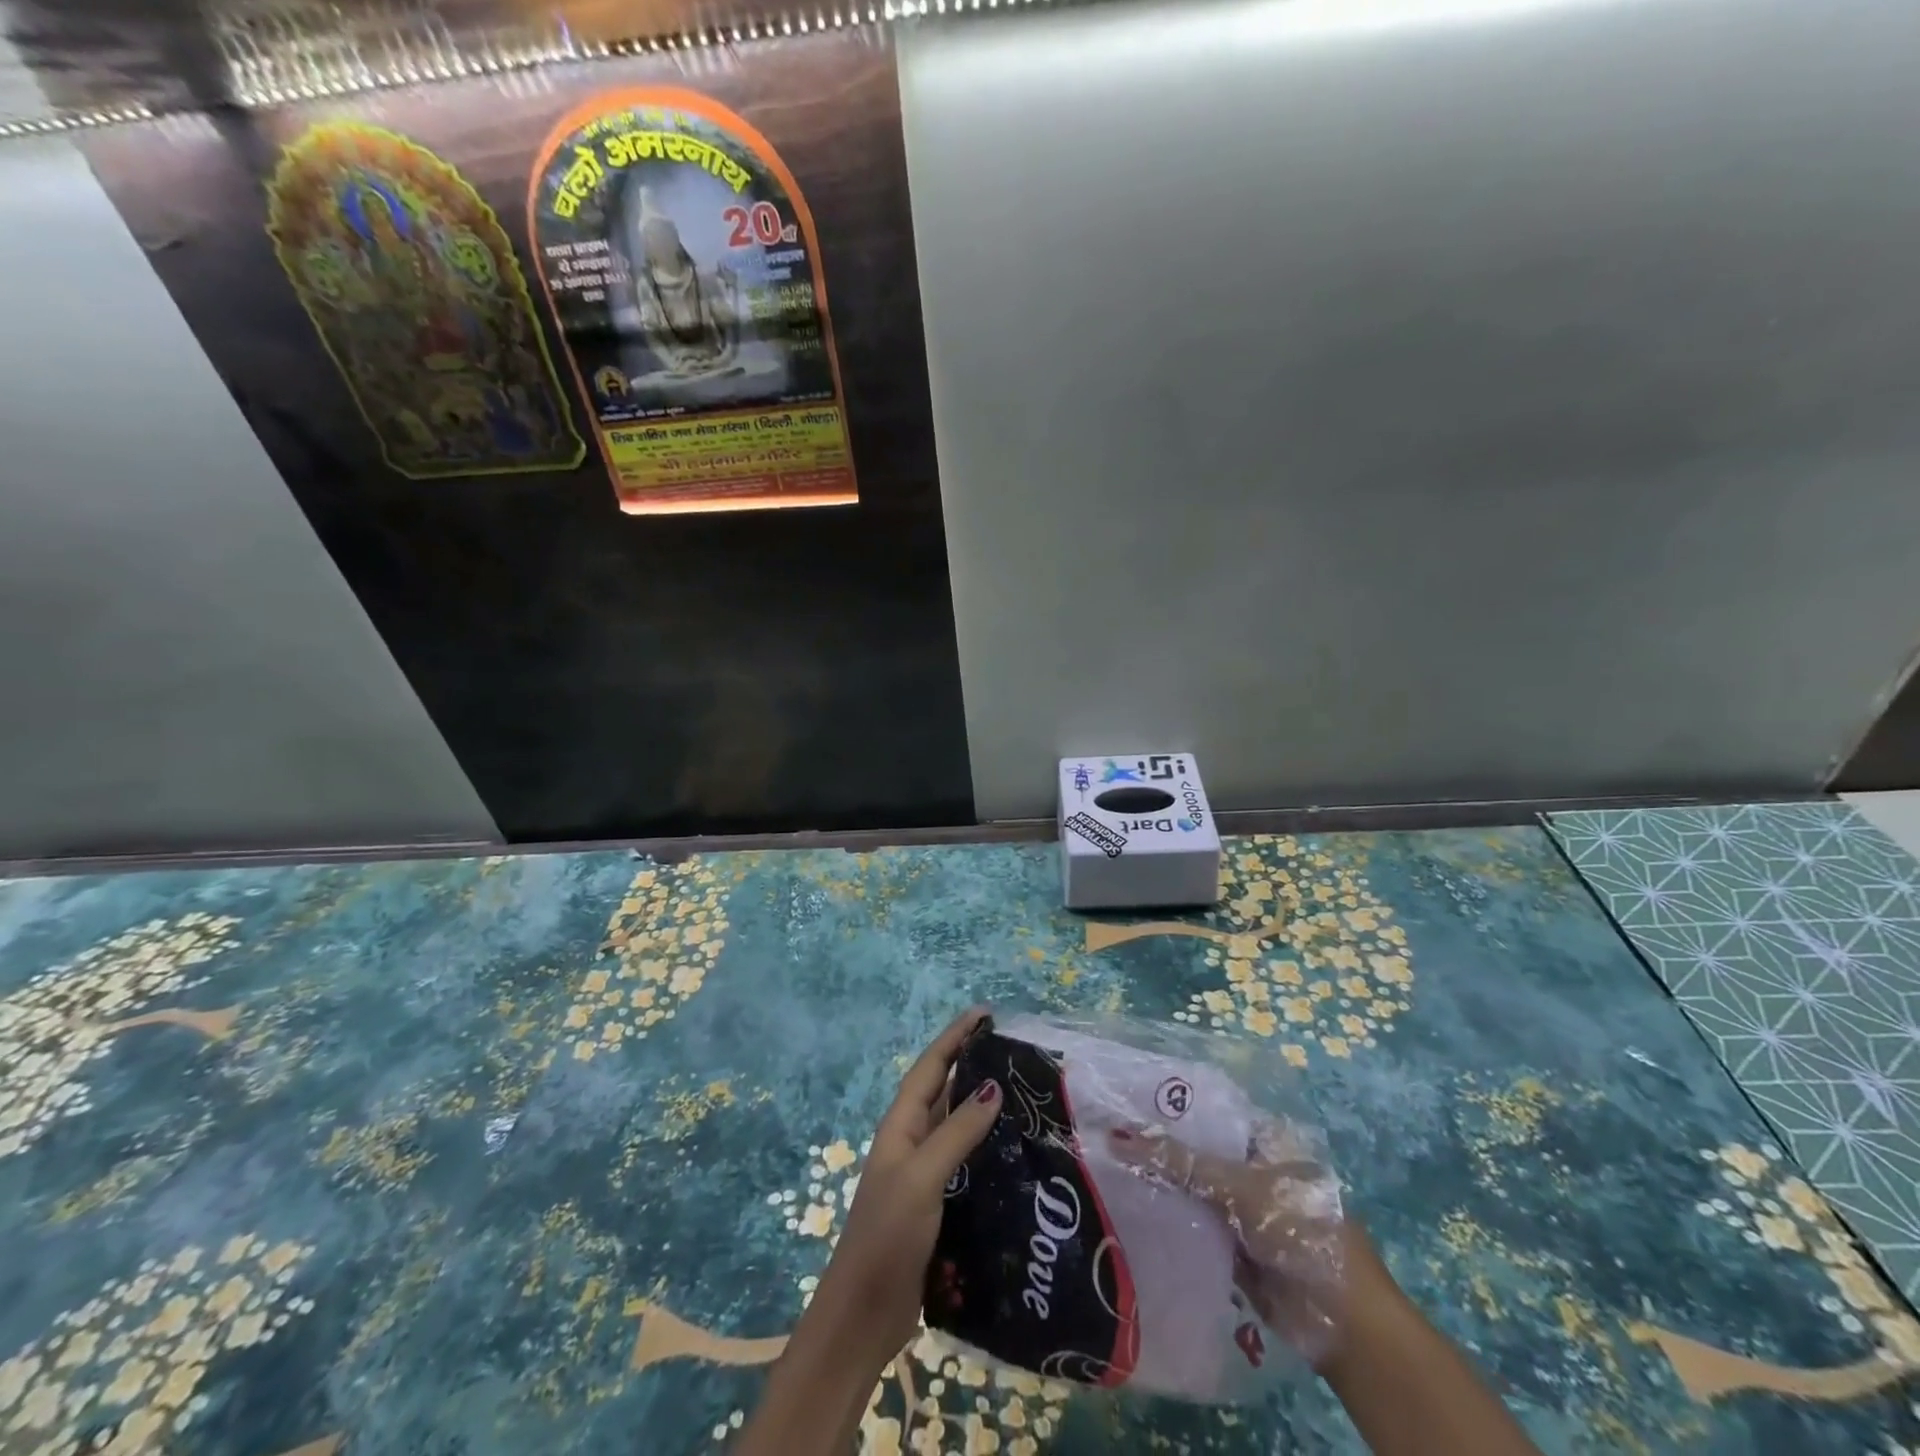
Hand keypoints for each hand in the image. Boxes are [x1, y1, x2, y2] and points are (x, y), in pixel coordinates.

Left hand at [811, 1007, 1003, 1367]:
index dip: (955, 1037)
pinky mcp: (939, 1204)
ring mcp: (925, 1174)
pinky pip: (967, 1161)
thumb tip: (993, 1086)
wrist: (864, 1315)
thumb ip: (956, 1132)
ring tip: (1023, 1093)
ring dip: (984, 1106)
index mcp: (901, 1126)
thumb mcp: (921, 1177)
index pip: (931, 1067)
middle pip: (945, 1090)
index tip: (984, 1013)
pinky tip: (1016, 1152)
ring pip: (958, 1125)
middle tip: (1014, 1050)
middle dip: (973, 1064)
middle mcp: (912, 1141)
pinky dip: (988, 1148)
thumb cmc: (887, 1236)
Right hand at [1109, 1122, 1347, 1364]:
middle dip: (1157, 1147)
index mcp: (1263, 1140)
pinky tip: (1126, 1207)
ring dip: (1158, 1184)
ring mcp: (1240, 1210)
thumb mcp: (1239, 1186)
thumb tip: (1117, 1137)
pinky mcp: (1230, 1248)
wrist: (1342, 1324)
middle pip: (1196, 1151)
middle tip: (1105, 1131)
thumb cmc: (1300, 1231)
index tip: (1123, 1100)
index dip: (1169, 1108)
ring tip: (1104, 1164)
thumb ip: (1180, 1162)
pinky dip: (1166, 1220)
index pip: (1207, 1114)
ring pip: (1190, 1189)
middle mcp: (1250, 1169)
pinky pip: (1191, 1226)